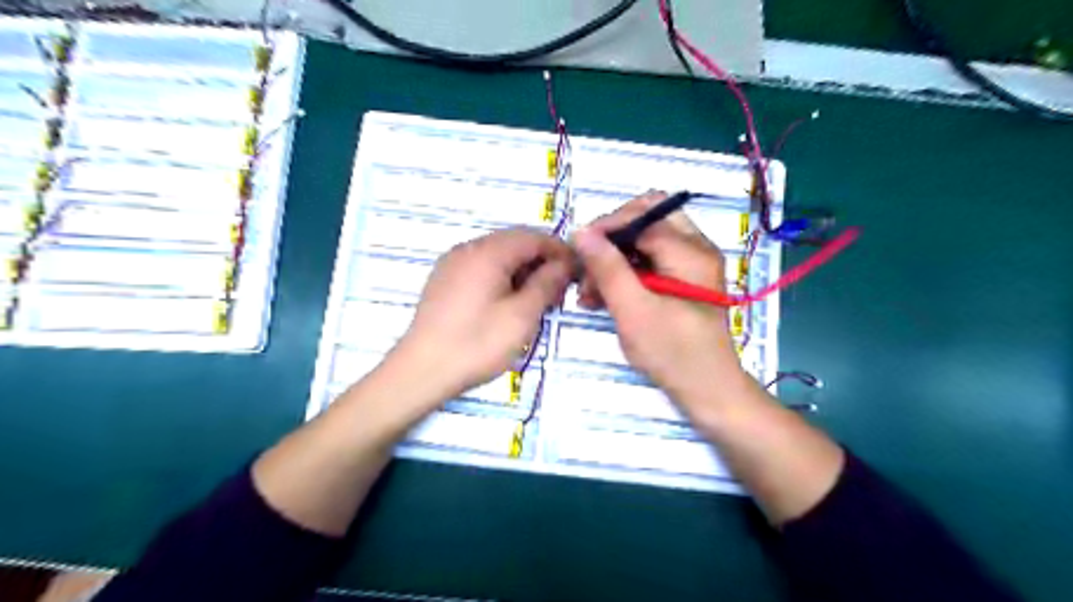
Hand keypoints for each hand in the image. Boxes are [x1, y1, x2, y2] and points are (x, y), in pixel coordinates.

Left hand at [393, 228, 572, 402]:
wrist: (421, 371)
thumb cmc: (477, 343)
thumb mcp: (522, 315)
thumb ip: (547, 283)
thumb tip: (565, 264)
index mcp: (488, 252)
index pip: (533, 237)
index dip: (559, 251)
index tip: (578, 272)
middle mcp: (468, 249)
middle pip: (514, 243)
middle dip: (541, 261)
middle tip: (559, 290)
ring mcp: (452, 264)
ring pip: (498, 256)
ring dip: (522, 271)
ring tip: (537, 300)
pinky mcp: (444, 281)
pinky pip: (481, 268)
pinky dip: (502, 278)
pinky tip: (508, 303)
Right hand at [575, 192, 747, 412]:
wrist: (709, 391)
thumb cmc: (673, 353)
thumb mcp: (633, 311)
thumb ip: (607, 268)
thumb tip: (581, 231)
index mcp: (690, 251)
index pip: (641, 216)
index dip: (605, 227)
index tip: (577, 250)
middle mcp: (696, 248)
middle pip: (647, 219)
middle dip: (611, 239)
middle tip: (587, 266)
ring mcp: (692, 264)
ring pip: (645, 241)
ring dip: (615, 259)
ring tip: (588, 291)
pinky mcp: (684, 281)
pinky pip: (651, 262)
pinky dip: (626, 273)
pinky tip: (602, 297)